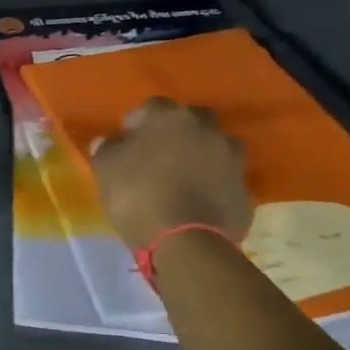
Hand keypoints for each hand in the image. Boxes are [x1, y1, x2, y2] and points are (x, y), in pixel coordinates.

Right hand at [90, 98, 253, 249]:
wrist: (186, 242)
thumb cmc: (138, 195)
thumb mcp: (105, 169)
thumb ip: (106, 149)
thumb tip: (109, 142)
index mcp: (170, 117)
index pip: (151, 106)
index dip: (137, 123)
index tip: (127, 143)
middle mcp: (206, 130)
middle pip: (192, 121)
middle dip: (177, 133)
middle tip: (159, 156)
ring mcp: (232, 160)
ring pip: (215, 148)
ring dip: (202, 157)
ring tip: (183, 179)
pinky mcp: (244, 191)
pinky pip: (225, 180)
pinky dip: (213, 186)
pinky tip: (197, 204)